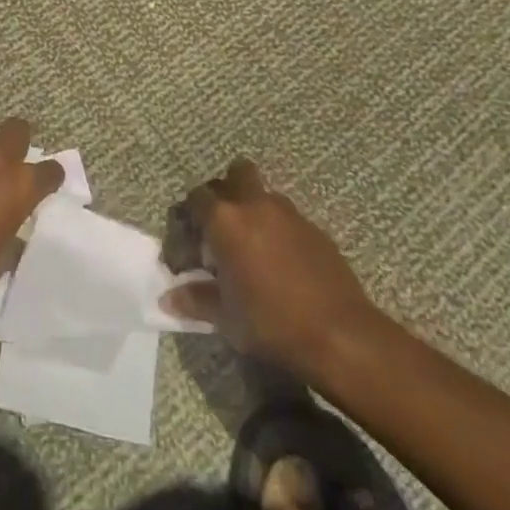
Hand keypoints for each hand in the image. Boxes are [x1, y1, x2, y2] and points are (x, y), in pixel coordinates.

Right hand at [162, 159, 384, 378]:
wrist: (340, 335)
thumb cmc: (271, 322)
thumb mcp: (225, 317)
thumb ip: (196, 300)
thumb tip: (169, 299)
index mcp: (225, 220)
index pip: (195, 198)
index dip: (187, 218)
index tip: (189, 245)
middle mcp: (255, 205)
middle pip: (235, 174)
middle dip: (224, 193)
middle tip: (219, 228)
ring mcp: (289, 214)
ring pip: (263, 193)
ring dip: (252, 207)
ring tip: (250, 244)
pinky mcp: (315, 229)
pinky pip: (287, 216)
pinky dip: (277, 227)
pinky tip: (279, 260)